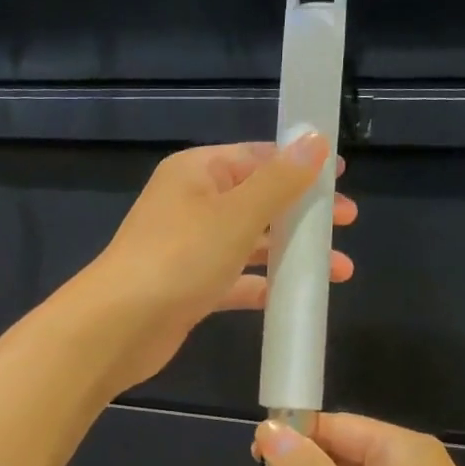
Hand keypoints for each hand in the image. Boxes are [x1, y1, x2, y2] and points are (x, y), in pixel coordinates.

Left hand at [79, 137, 355, 392]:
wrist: (118, 327)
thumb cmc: (179, 258)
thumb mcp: (236, 214)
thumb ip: (280, 179)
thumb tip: (314, 139)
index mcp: (197, 172)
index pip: (255, 156)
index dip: (299, 163)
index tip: (340, 177)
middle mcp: (191, 204)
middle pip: (257, 199)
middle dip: (302, 212)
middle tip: (346, 222)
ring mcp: (189, 247)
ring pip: (250, 242)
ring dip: (290, 252)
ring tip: (339, 269)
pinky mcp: (190, 286)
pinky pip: (235, 279)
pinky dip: (263, 284)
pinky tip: (295, 296)